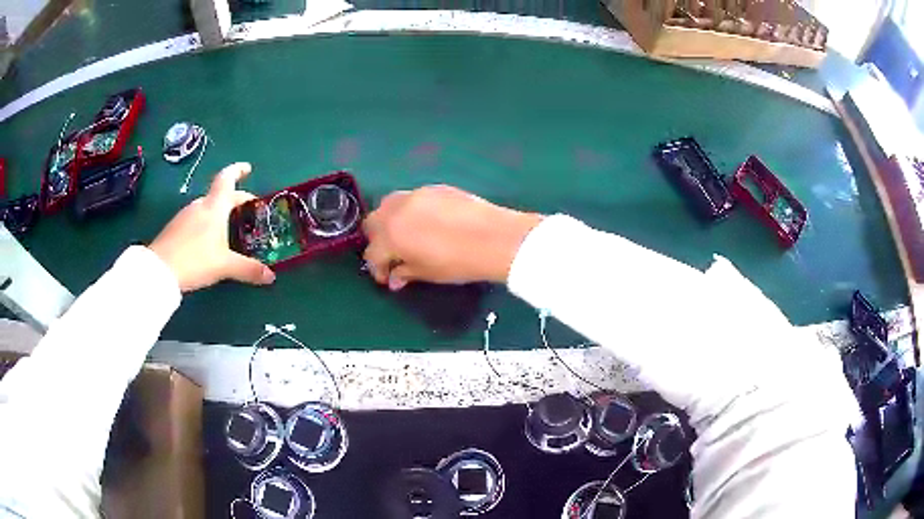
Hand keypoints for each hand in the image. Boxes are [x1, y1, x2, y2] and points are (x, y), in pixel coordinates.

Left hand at [149, 162, 275, 291]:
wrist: (159, 270)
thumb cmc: (196, 259)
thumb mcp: (225, 266)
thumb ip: (248, 269)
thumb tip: (271, 276)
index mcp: (215, 207)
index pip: (227, 179)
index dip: (238, 171)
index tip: (248, 168)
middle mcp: (200, 205)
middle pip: (219, 195)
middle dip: (235, 199)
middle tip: (247, 209)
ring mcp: (185, 216)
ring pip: (207, 208)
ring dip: (219, 212)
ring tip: (229, 228)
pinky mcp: (175, 228)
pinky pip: (195, 219)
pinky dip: (206, 223)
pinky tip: (208, 241)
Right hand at [362, 185, 542, 290]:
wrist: (494, 238)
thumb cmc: (458, 262)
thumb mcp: (428, 273)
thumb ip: (406, 273)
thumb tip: (395, 278)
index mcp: (391, 236)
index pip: (372, 253)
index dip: (377, 269)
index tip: (387, 277)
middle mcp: (396, 211)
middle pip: (373, 222)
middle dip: (377, 239)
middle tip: (392, 253)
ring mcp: (415, 195)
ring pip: (389, 204)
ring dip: (390, 220)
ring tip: (406, 234)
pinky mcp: (434, 188)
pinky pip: (412, 198)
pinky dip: (410, 210)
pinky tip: (427, 222)